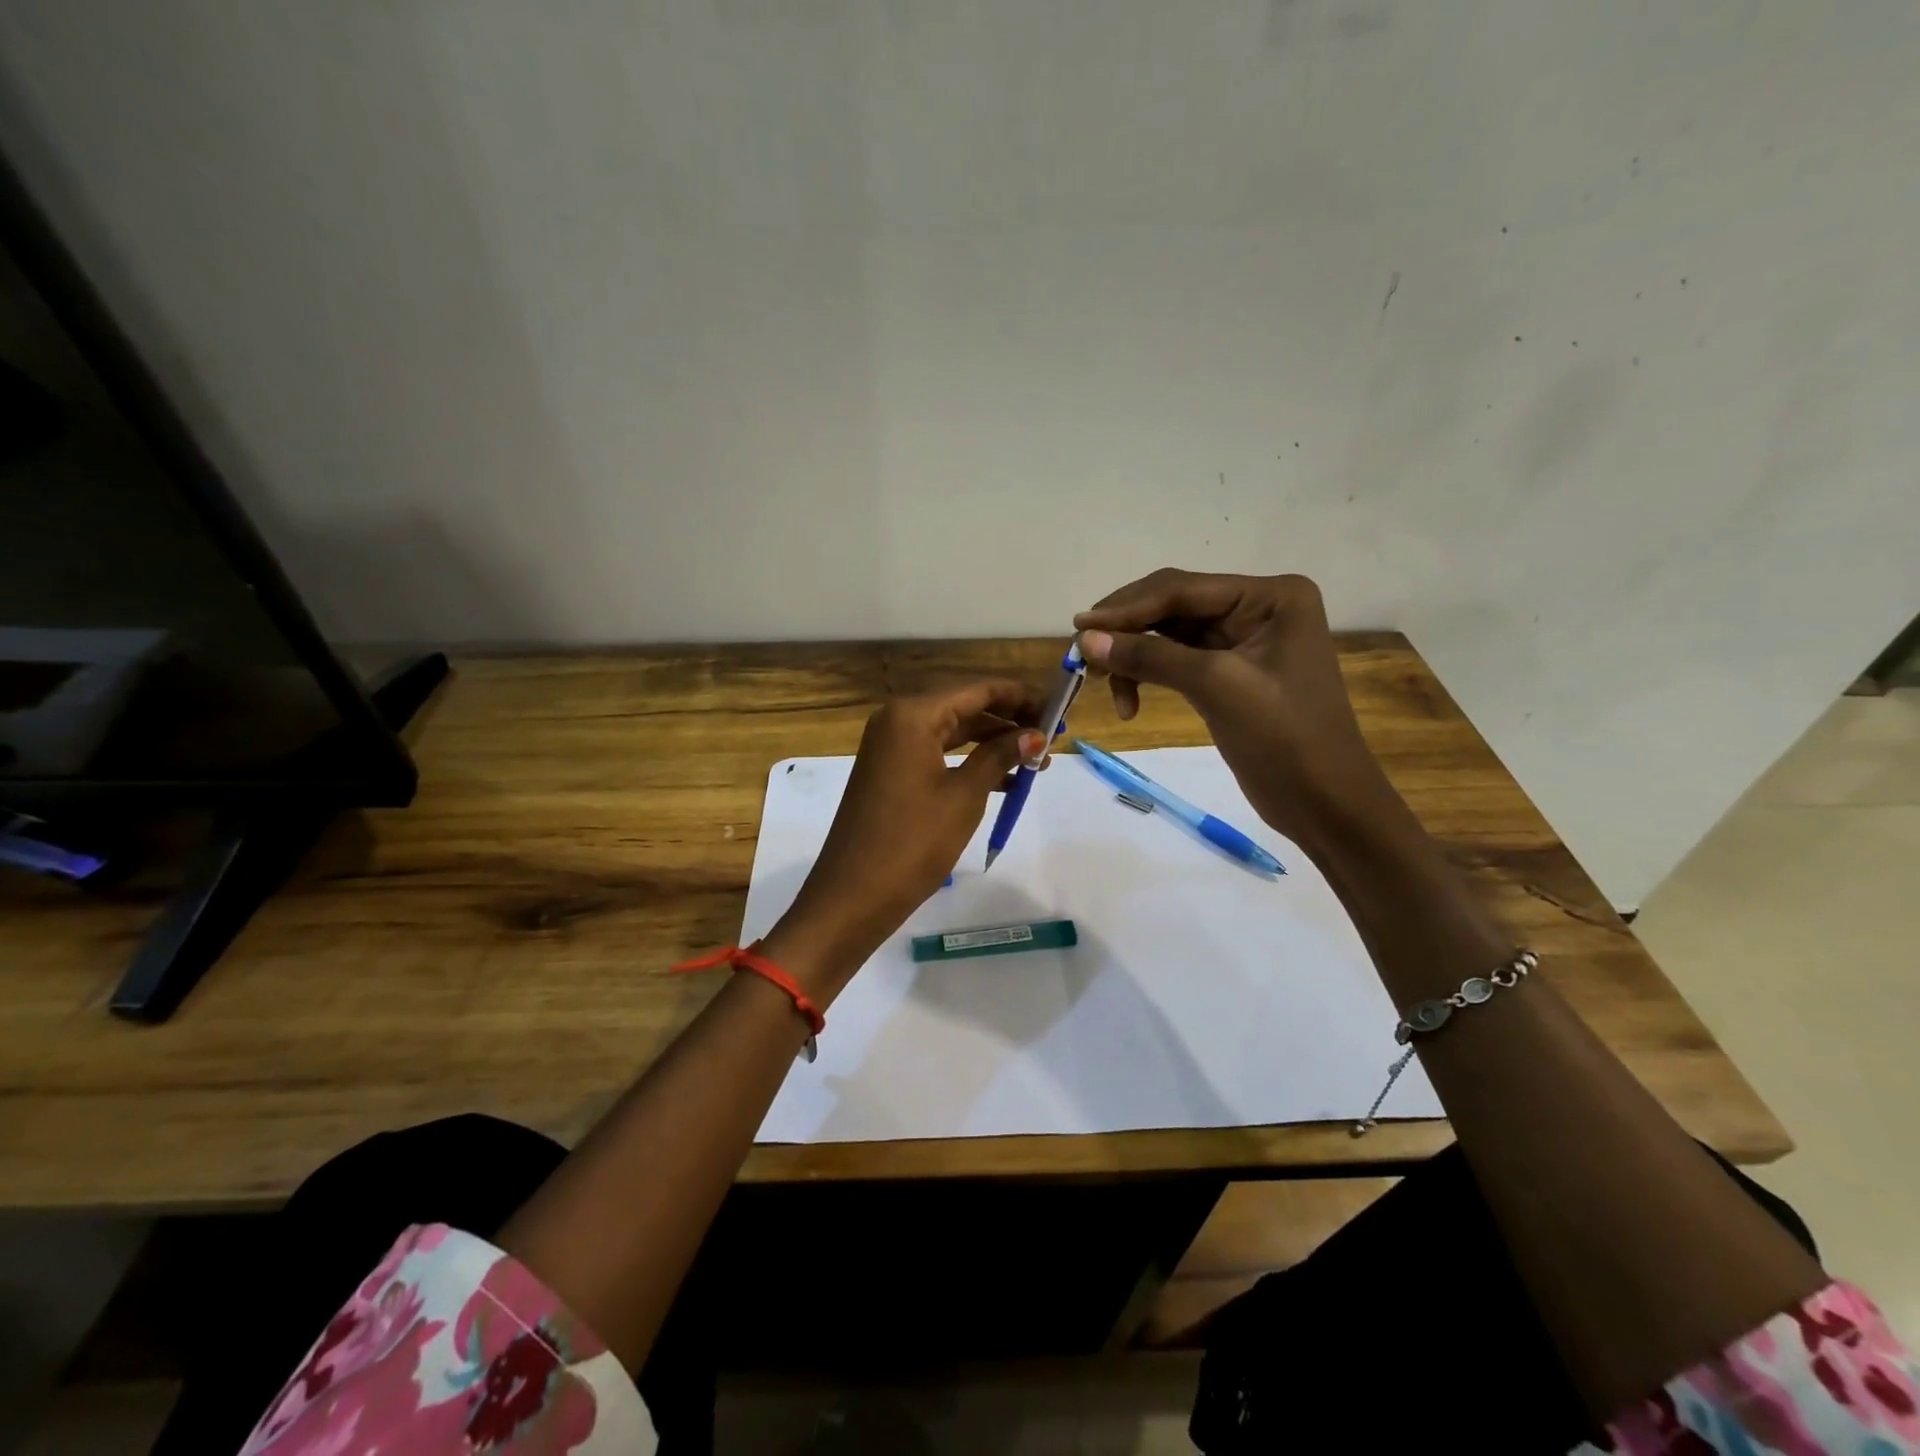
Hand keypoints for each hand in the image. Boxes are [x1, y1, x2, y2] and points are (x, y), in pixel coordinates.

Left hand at [765, 680, 1043, 998]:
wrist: (854, 895)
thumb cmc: (914, 840)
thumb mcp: (965, 795)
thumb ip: (1000, 756)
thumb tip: (1036, 734)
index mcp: (912, 715)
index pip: (977, 691)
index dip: (1019, 697)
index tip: (1057, 709)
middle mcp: (898, 721)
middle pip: (964, 708)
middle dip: (1008, 722)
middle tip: (1052, 738)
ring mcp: (890, 748)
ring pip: (952, 734)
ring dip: (992, 745)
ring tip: (1037, 763)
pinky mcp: (890, 773)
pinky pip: (937, 755)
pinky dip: (969, 764)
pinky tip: (1005, 781)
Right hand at [1074, 569, 1394, 846]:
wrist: (1325, 805)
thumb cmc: (1285, 739)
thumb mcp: (1217, 688)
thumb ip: (1150, 657)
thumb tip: (1085, 640)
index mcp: (1271, 596)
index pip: (1183, 589)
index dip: (1126, 607)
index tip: (1078, 627)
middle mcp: (1258, 607)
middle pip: (1173, 606)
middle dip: (1127, 630)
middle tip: (1082, 655)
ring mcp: (1243, 640)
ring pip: (1169, 634)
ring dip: (1134, 656)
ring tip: (1102, 684)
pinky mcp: (1230, 672)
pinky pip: (1177, 660)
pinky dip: (1149, 675)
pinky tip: (1130, 701)